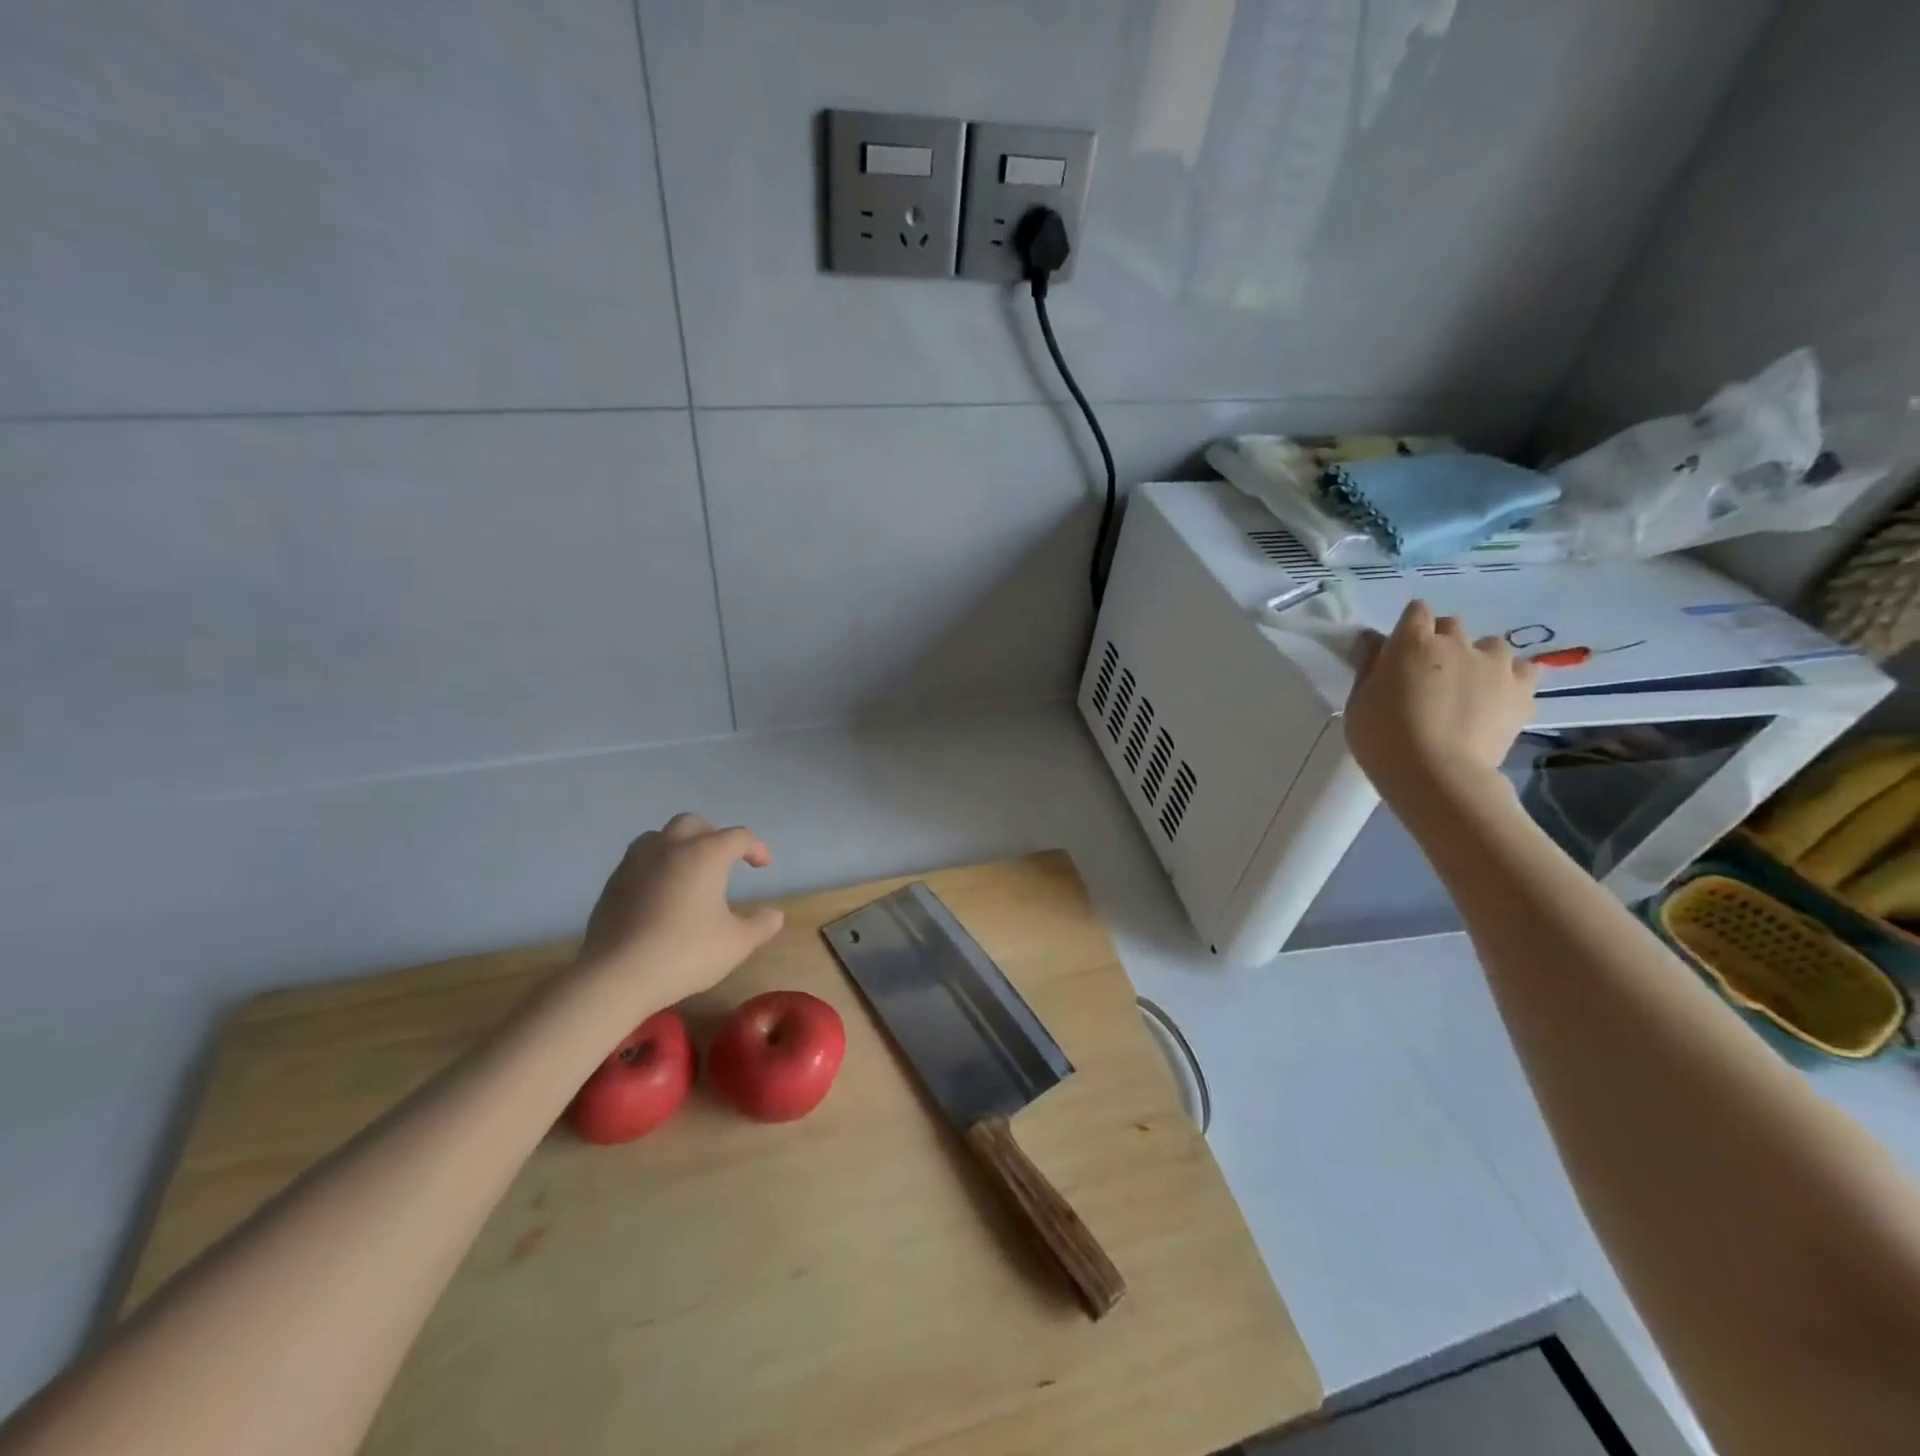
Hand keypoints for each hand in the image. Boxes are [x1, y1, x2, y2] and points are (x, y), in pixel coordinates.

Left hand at [575, 813, 784, 1011]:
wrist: (616, 976)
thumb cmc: (685, 953)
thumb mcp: (736, 944)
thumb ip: (760, 926)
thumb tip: (775, 915)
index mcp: (705, 855)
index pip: (738, 837)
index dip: (756, 848)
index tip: (764, 866)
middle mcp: (670, 848)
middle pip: (694, 824)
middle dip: (714, 835)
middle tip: (725, 858)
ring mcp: (635, 863)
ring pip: (660, 836)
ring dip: (680, 844)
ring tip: (690, 869)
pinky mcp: (613, 883)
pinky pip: (640, 859)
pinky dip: (657, 865)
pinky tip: (661, 892)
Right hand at [1346, 600, 1536, 809]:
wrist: (1436, 775)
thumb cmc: (1383, 739)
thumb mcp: (1358, 703)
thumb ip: (1370, 667)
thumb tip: (1376, 643)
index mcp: (1412, 643)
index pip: (1416, 612)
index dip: (1409, 629)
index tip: (1400, 652)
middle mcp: (1456, 643)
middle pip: (1451, 625)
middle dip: (1440, 643)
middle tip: (1429, 675)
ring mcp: (1494, 665)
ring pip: (1490, 646)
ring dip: (1477, 659)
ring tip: (1468, 689)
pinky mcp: (1522, 690)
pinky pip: (1523, 670)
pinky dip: (1510, 679)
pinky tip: (1497, 699)